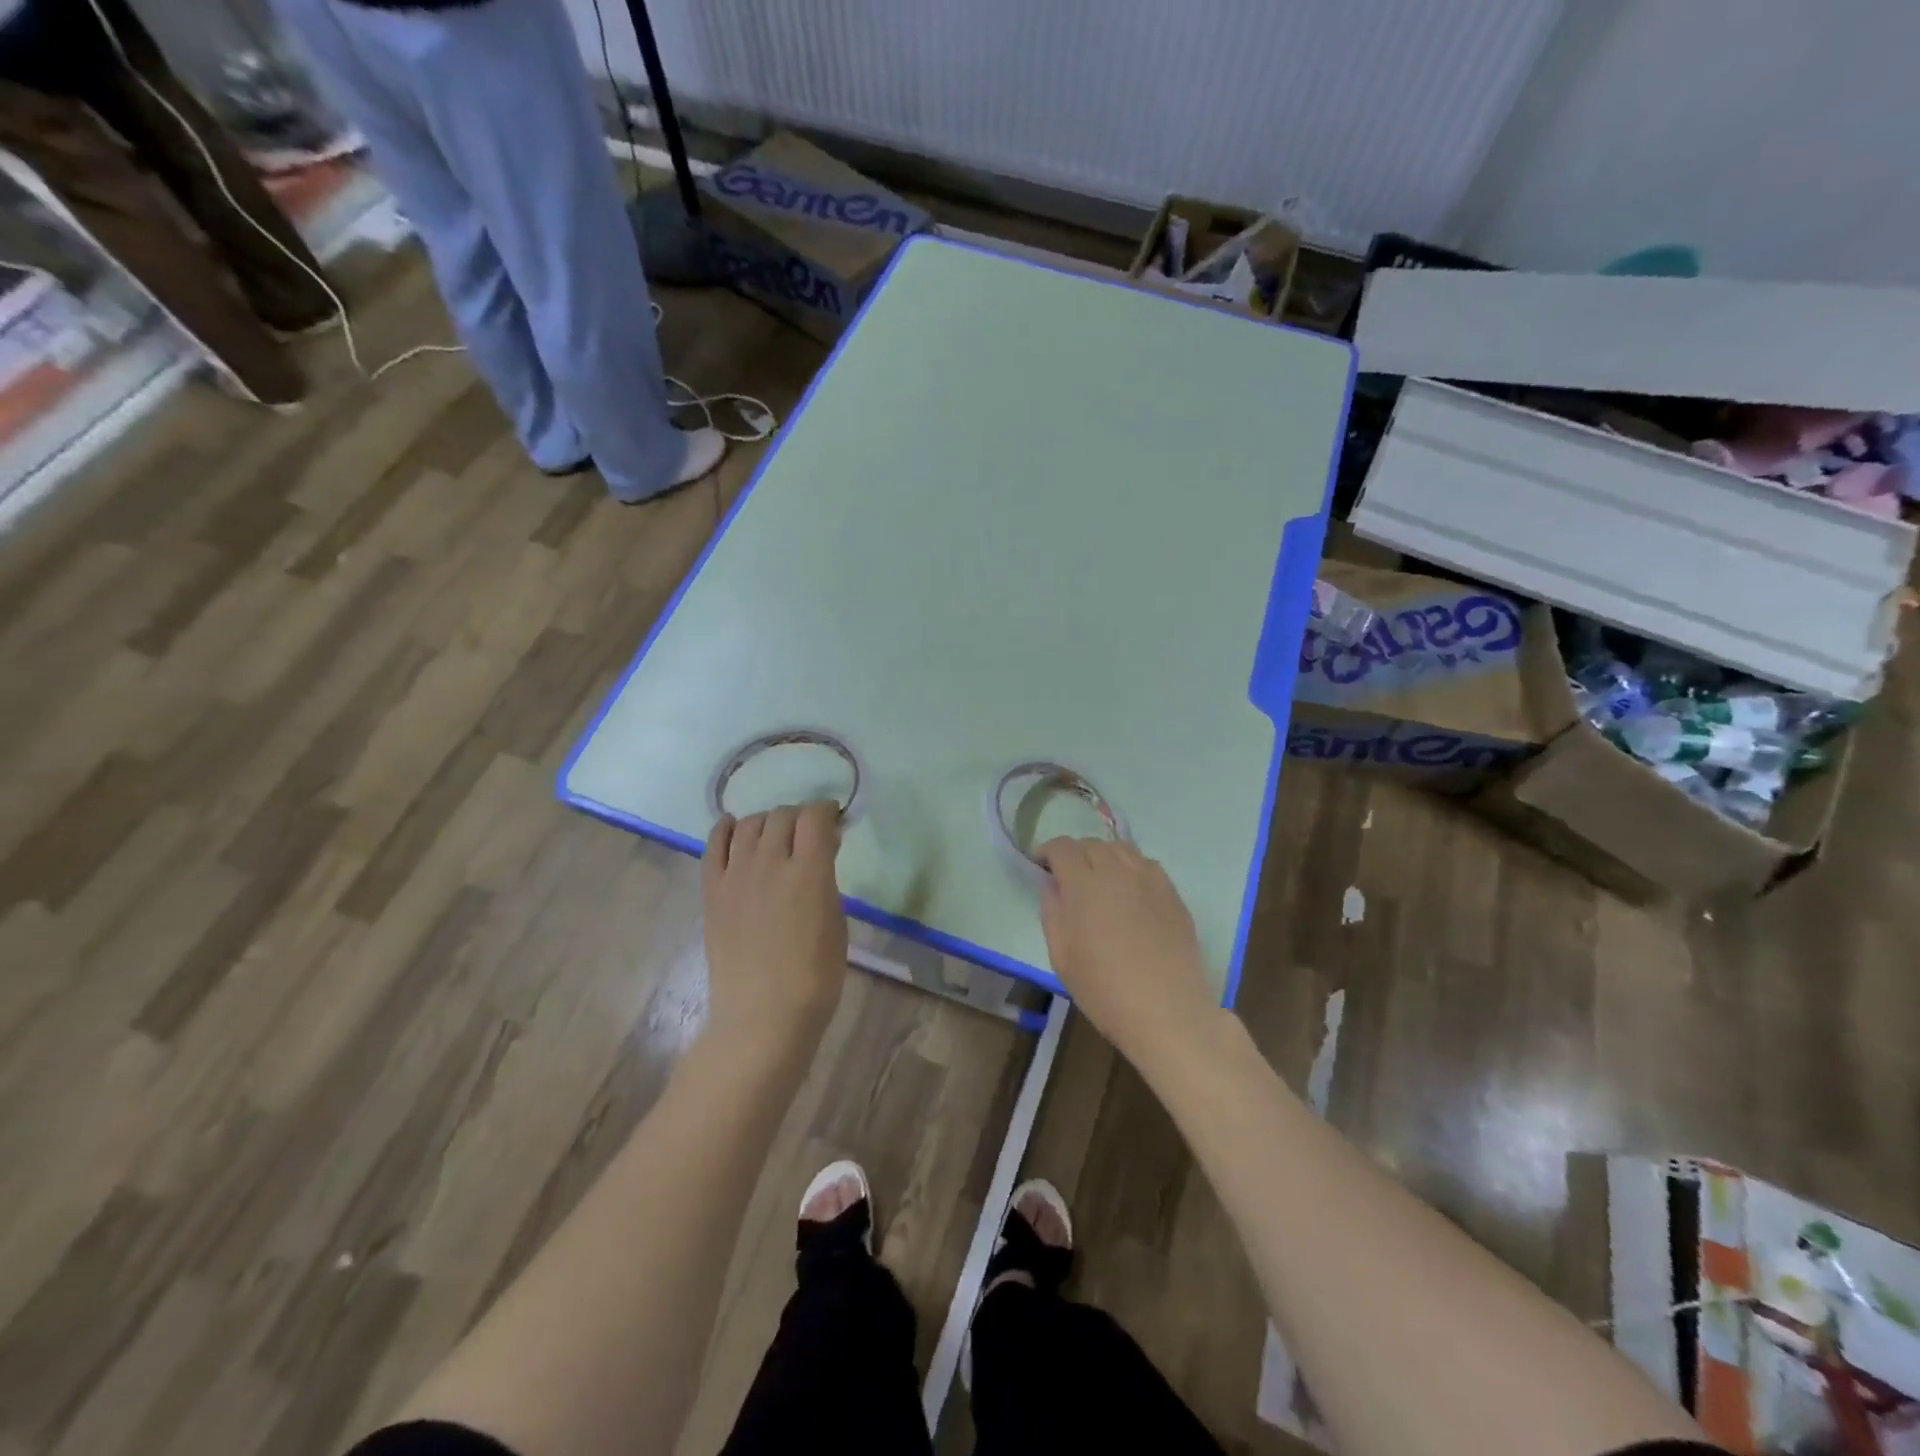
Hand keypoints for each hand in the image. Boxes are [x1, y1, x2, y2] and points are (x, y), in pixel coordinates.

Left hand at [702, 802, 848, 1063]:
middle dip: (799, 818)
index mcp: (808, 871)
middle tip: (807, 835)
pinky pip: (713, 845)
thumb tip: (822, 849)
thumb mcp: (836, 921)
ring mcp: (735, 875)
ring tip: (774, 836)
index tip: (833, 821)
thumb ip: (826, 878)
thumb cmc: (814, 976)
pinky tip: (733, 827)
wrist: (762, 1015)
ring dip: (767, 822)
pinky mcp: (712, 891)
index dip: (826, 811)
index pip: (815, 816)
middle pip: (782, 815)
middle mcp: (769, 862)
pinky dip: (725, 829)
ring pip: (749, 823)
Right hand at [1036, 838, 1219, 1069]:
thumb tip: (1051, 884)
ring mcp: (1150, 880)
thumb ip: (1052, 912)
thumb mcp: (1061, 957)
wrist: (1168, 1012)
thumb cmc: (1105, 991)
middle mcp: (1118, 872)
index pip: (1063, 848)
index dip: (1048, 851)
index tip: (1041, 866)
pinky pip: (1146, 865)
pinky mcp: (1172, 893)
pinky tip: (1129, 892)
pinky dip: (1130, 868)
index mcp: (1085, 886)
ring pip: (1121, 849)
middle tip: (1068, 878)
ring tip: (1099, 881)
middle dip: (1074, 854)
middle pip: (1091, 844)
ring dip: (1103, 857)